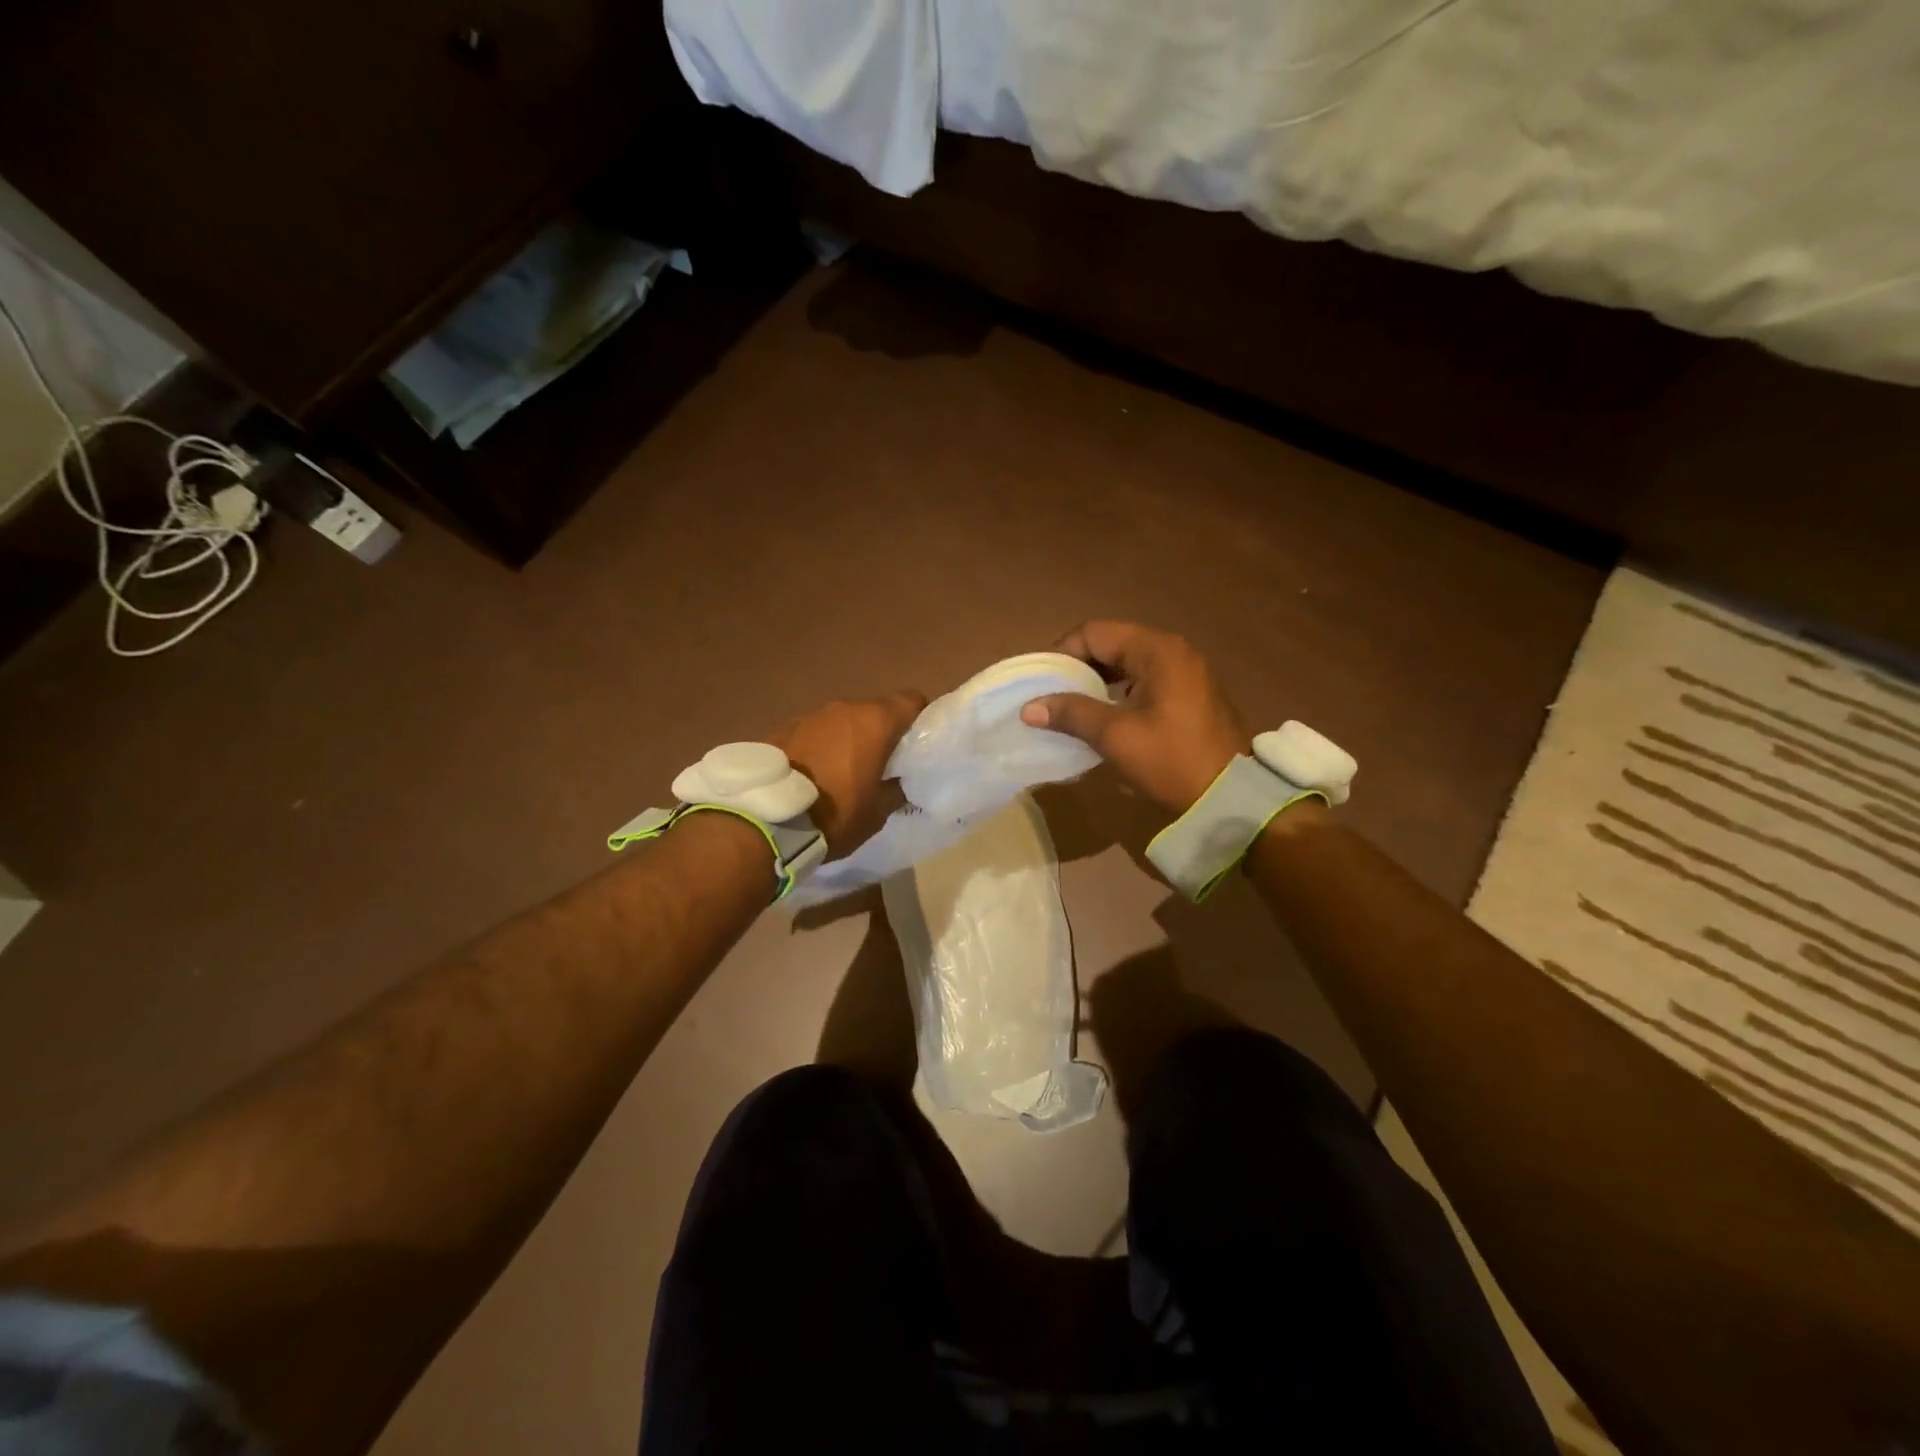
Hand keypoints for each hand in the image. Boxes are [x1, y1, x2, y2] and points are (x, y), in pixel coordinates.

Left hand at [771, 691, 926, 855]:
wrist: (765, 819)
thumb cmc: (835, 813)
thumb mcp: (877, 812)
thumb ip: (894, 790)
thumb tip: (898, 783)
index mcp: (875, 722)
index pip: (911, 700)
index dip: (919, 717)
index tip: (917, 743)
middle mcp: (844, 708)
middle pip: (874, 711)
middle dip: (880, 733)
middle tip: (881, 764)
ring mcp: (810, 715)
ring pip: (842, 721)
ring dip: (847, 739)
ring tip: (841, 771)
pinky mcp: (782, 728)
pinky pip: (813, 732)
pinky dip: (819, 746)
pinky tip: (812, 774)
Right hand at [1020, 621, 1250, 815]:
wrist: (1232, 798)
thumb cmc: (1172, 761)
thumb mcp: (1116, 736)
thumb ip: (1072, 714)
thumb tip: (1030, 708)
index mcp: (1157, 651)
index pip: (1095, 633)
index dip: (1062, 653)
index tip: (1041, 682)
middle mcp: (1173, 651)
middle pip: (1112, 644)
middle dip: (1078, 667)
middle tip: (1051, 696)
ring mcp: (1186, 672)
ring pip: (1128, 663)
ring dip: (1097, 681)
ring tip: (1071, 708)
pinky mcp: (1190, 695)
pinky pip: (1144, 680)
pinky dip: (1118, 692)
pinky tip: (1103, 717)